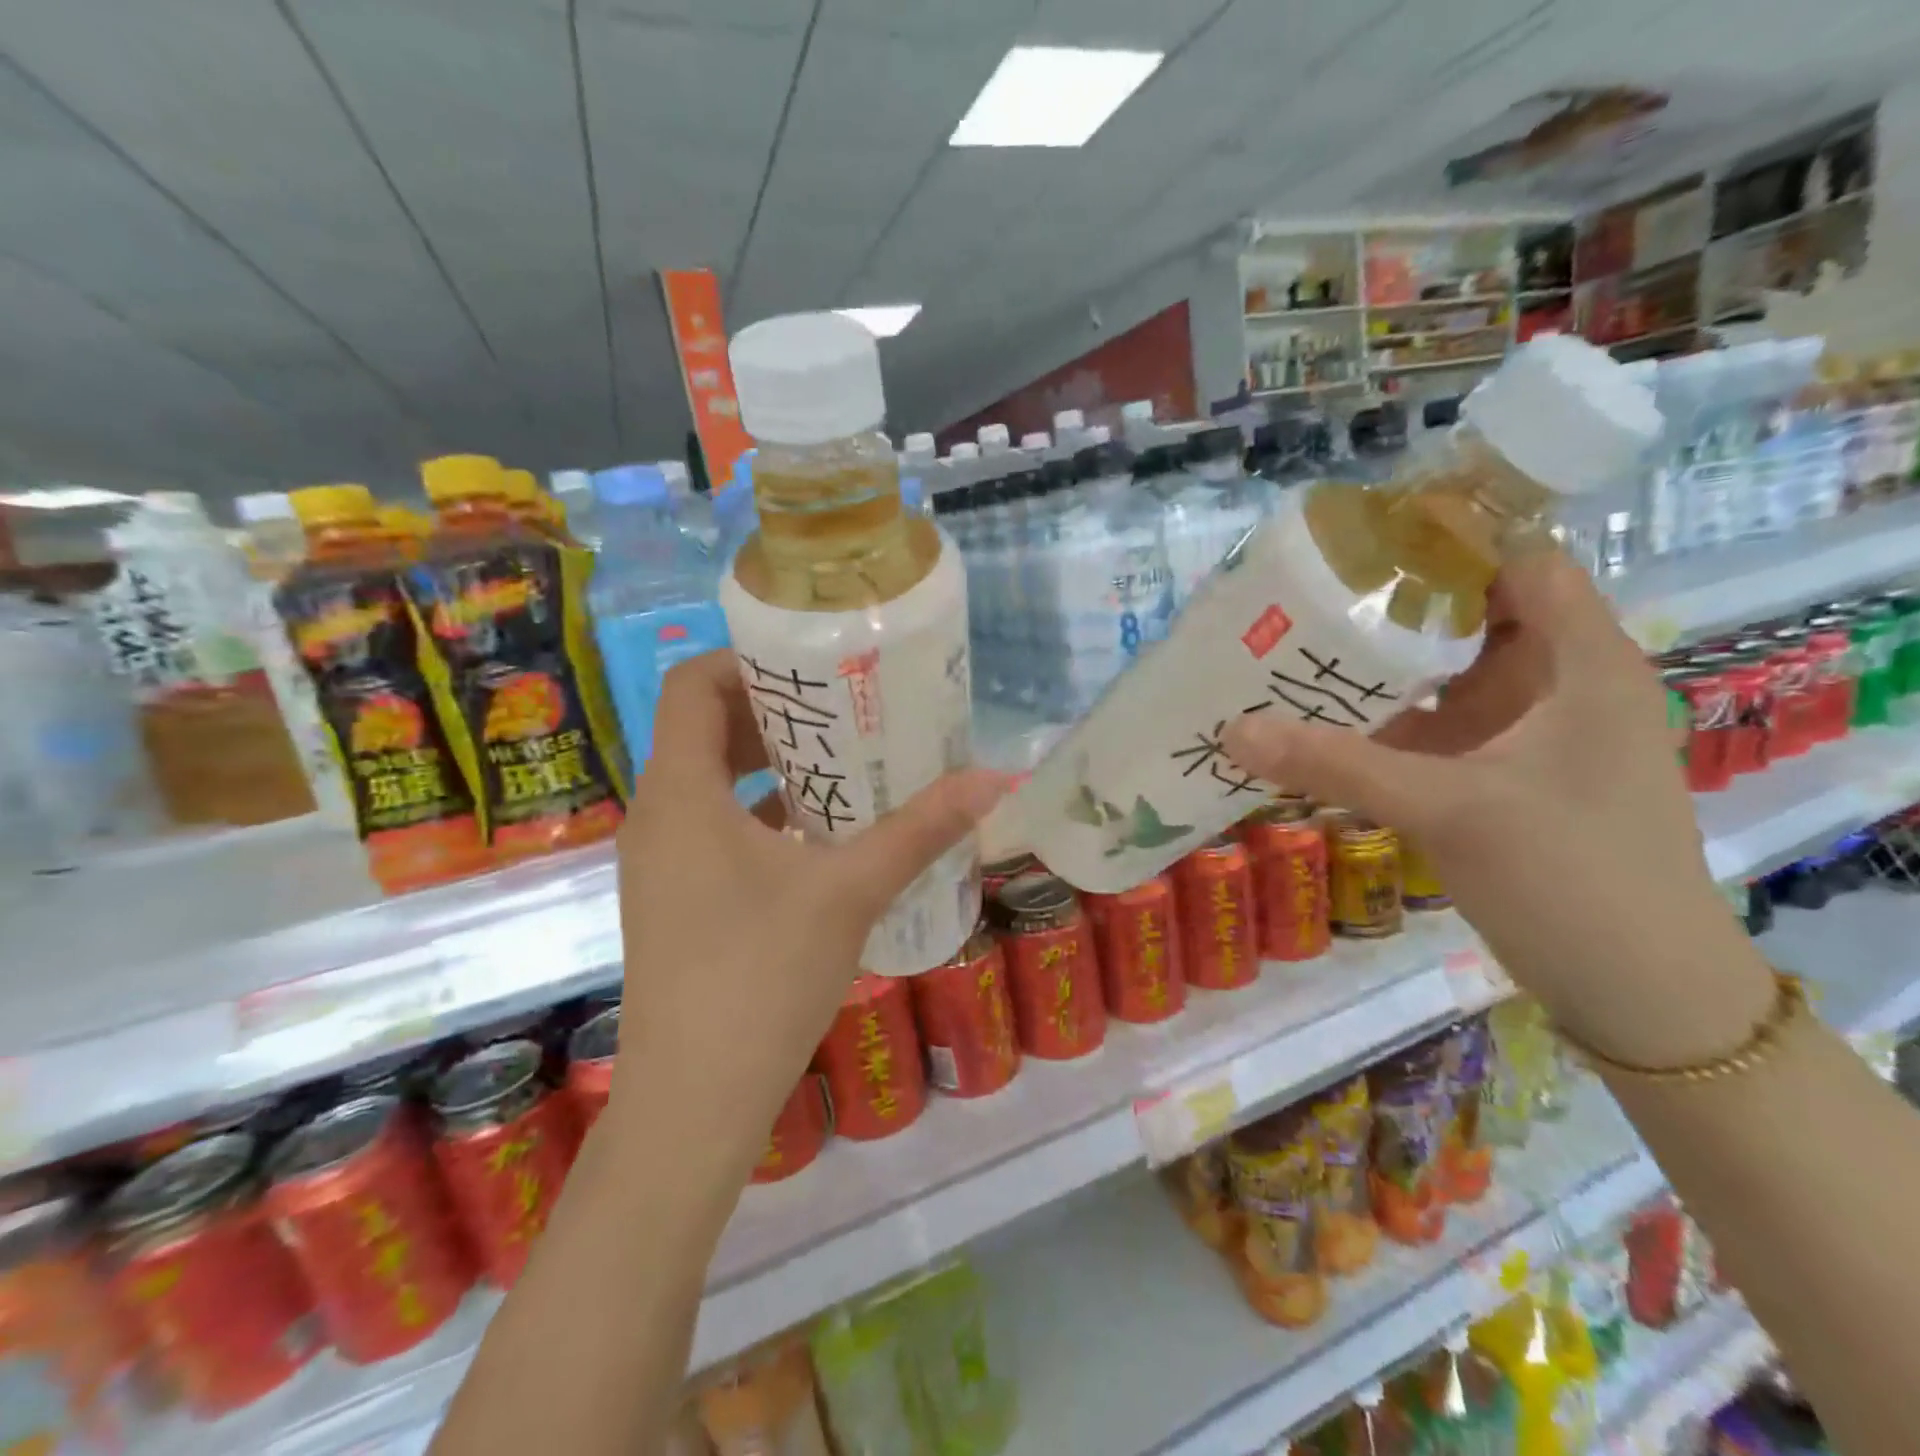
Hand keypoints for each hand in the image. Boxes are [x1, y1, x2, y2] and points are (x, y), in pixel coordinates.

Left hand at [608, 651, 1008, 1165]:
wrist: (694, 1103)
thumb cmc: (760, 978)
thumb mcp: (849, 892)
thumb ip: (920, 830)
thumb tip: (995, 778)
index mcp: (681, 793)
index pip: (693, 685)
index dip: (748, 661)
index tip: (815, 665)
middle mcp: (658, 815)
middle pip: (704, 728)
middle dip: (774, 711)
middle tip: (846, 707)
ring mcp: (661, 861)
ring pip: (711, 780)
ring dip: (772, 763)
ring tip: (846, 760)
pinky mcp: (676, 899)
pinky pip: (715, 826)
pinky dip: (763, 811)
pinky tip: (823, 833)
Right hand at [1222, 547, 1772, 1066]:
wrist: (1638, 994)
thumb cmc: (1571, 878)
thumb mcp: (1448, 810)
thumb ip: (1336, 764)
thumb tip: (1232, 730)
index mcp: (1581, 663)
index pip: (1516, 563)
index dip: (1442, 544)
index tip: (1353, 549)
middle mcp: (1558, 685)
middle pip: (1468, 617)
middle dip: (1387, 608)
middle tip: (1301, 602)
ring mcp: (1528, 735)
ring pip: (1446, 677)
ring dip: (1378, 669)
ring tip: (1295, 653)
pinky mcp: (1501, 776)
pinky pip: (1436, 728)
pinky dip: (1383, 722)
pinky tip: (1322, 726)